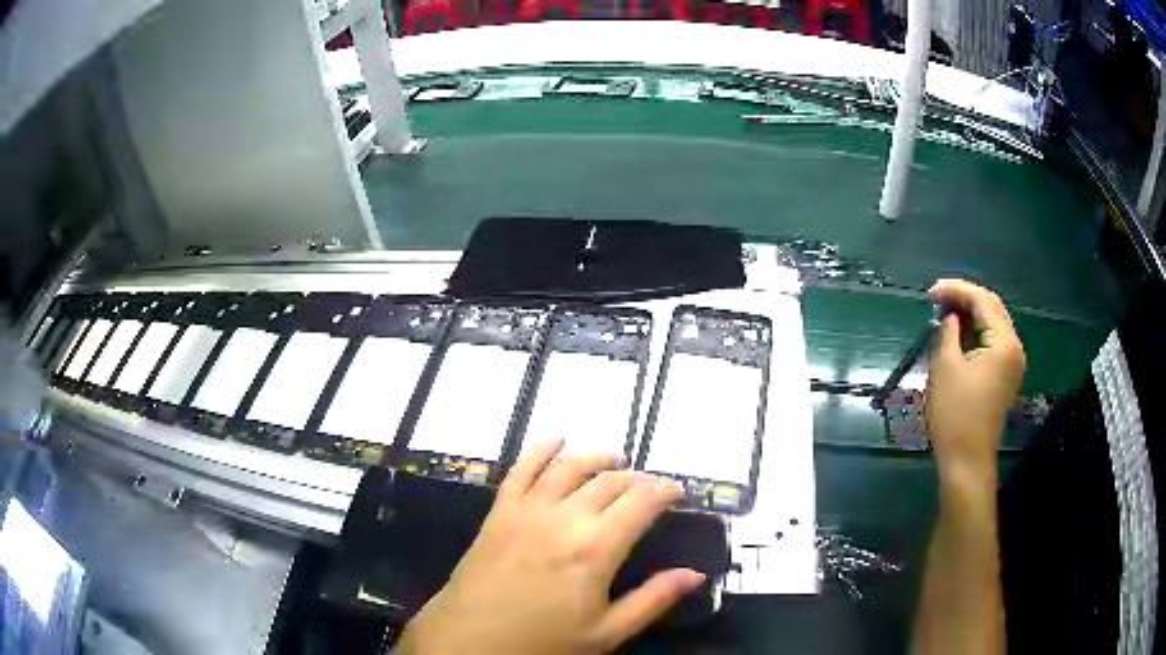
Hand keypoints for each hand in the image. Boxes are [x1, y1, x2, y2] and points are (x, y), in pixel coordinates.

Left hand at [395, 441, 704, 654]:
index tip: (677, 491)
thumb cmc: (542, 642)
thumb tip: (695, 575)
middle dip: (636, 478)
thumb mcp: (605, 633)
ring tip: (614, 457)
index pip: (640, 503)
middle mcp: (564, 518)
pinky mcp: (499, 511)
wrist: (470, 640)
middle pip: (608, 482)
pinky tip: (556, 441)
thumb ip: (652, 600)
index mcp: (595, 549)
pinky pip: (521, 469)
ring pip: (568, 467)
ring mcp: (527, 510)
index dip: (664, 491)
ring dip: (595, 457)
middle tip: (649, 486)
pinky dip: (540, 450)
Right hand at [925, 279, 1025, 485]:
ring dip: (971, 314)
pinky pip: (993, 342)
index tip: (930, 292)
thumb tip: (950, 316)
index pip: (982, 300)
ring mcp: (1012, 363)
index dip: (956, 290)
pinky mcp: (1006, 376)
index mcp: (1004, 342)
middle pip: (992, 308)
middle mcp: (1014, 347)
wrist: (967, 460)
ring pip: (993, 324)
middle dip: (965, 298)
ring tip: (945, 312)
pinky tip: (959, 333)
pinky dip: (976, 332)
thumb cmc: (955, 414)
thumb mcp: (945, 367)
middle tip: (937, 298)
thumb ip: (948, 332)